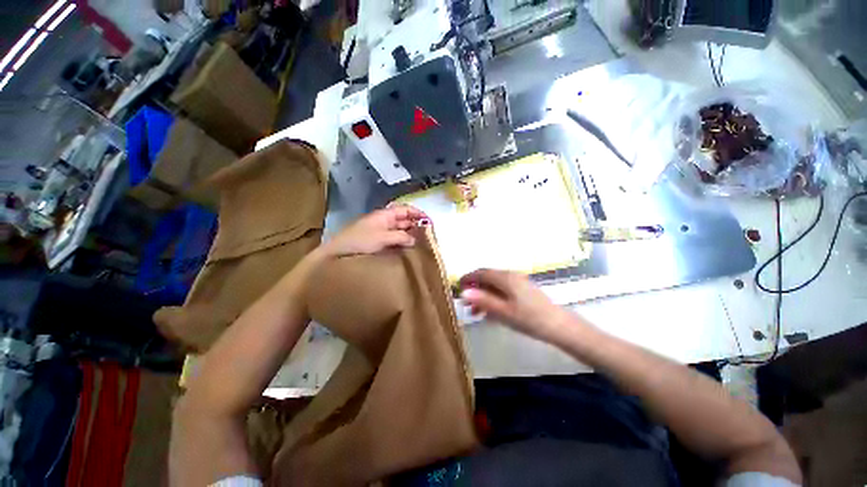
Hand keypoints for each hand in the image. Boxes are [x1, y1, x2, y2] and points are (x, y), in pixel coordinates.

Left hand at [320, 204, 428, 257]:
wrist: (338, 252)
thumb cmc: (360, 240)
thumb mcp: (382, 237)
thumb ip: (400, 237)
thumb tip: (415, 239)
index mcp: (385, 215)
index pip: (405, 210)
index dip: (418, 213)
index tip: (430, 221)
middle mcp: (384, 221)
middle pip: (404, 219)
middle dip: (416, 224)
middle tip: (429, 234)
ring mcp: (381, 231)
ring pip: (400, 229)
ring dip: (410, 233)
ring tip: (422, 241)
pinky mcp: (378, 241)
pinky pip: (395, 238)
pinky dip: (403, 241)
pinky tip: (408, 247)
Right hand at [459, 269, 580, 342]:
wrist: (559, 326)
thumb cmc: (529, 319)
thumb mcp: (503, 311)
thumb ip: (483, 301)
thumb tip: (464, 292)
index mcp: (505, 278)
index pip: (481, 273)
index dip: (468, 278)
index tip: (457, 287)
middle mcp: (511, 276)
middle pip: (487, 278)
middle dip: (475, 289)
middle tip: (466, 303)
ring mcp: (518, 283)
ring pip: (494, 285)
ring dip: (483, 295)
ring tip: (476, 312)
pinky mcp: (523, 291)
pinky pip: (503, 291)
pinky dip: (494, 298)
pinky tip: (491, 312)